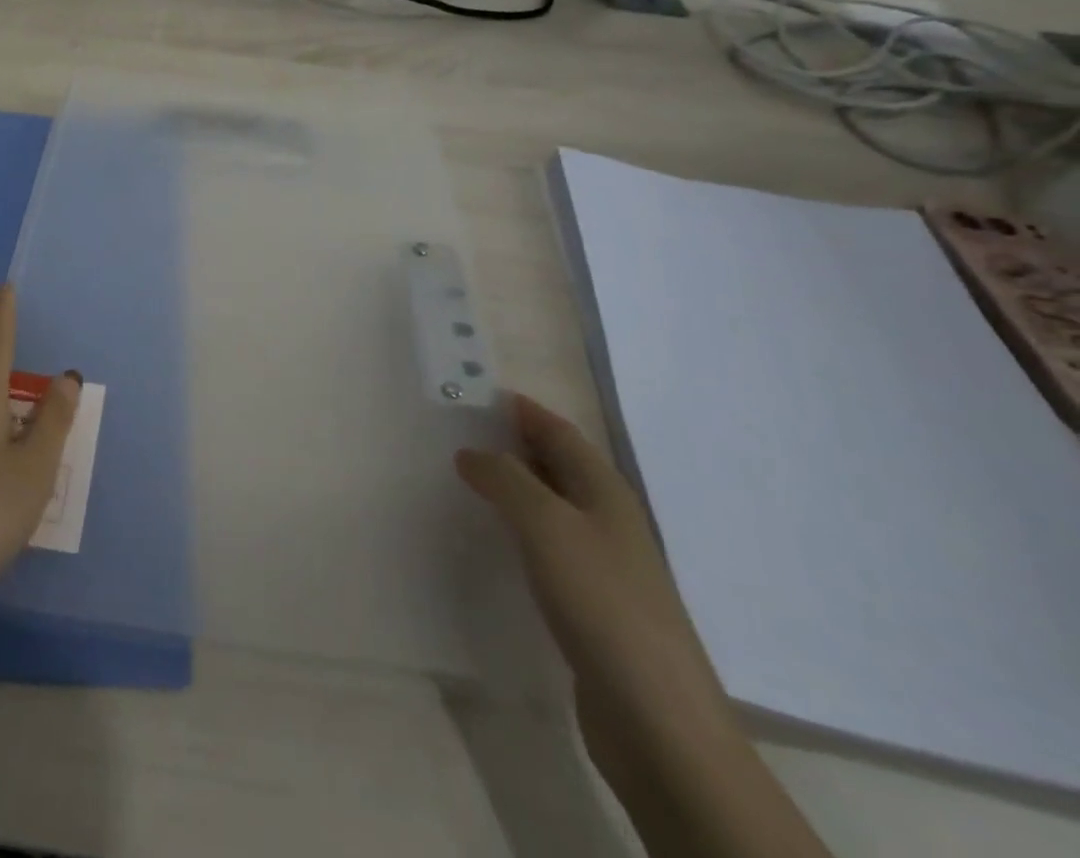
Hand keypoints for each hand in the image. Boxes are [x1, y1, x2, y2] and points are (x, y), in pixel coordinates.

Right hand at [456, 395, 738, 785]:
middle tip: (456, 433)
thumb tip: (471, 452)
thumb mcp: (545, 524)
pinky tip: (492, 541)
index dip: (520, 410)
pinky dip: (517, 530)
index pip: (558, 431)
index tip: (474, 394)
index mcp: (604, 491)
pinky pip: (547, 547)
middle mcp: (607, 519)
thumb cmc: (601, 602)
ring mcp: (603, 564)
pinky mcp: (591, 604)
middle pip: (556, 465)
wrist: (656, 718)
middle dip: (512, 444)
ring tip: (463, 481)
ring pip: (550, 506)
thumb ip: (504, 478)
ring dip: (512, 488)